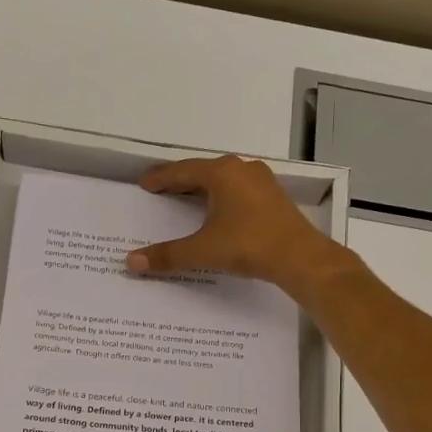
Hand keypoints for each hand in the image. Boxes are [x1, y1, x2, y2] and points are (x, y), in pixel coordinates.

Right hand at [126, 155, 345, 293]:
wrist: (300, 257)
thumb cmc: (248, 245)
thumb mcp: (203, 250)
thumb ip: (167, 255)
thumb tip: (132, 262)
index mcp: (221, 173)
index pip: (181, 171)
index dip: (160, 178)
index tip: (145, 183)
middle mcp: (241, 169)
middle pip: (203, 172)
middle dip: (181, 181)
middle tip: (161, 190)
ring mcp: (261, 181)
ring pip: (223, 179)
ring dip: (203, 188)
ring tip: (186, 199)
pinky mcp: (273, 196)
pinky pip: (239, 190)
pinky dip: (222, 196)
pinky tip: (218, 210)